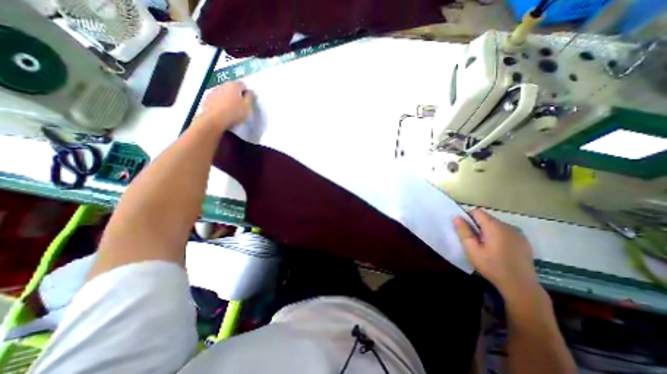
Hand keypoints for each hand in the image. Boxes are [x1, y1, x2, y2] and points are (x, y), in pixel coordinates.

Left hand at [198, 81, 255, 128]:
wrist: (213, 120)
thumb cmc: (233, 113)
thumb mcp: (247, 107)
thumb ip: (250, 98)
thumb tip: (250, 92)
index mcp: (234, 85)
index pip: (243, 85)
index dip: (246, 93)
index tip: (247, 102)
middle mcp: (223, 85)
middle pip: (232, 88)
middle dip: (237, 95)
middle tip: (240, 107)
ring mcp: (213, 91)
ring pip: (224, 93)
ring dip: (228, 99)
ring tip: (231, 111)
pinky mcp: (207, 99)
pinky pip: (216, 99)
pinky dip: (220, 103)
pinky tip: (223, 112)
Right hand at [453, 209, 540, 301]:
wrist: (521, 286)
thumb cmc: (492, 266)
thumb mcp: (472, 249)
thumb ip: (463, 231)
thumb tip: (456, 217)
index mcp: (494, 226)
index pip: (477, 211)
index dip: (468, 217)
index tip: (465, 230)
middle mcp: (508, 226)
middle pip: (487, 218)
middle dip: (478, 225)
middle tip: (474, 241)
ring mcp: (518, 233)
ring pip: (496, 225)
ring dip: (488, 231)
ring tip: (486, 246)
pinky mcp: (524, 241)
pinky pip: (506, 232)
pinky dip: (499, 236)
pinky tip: (499, 250)